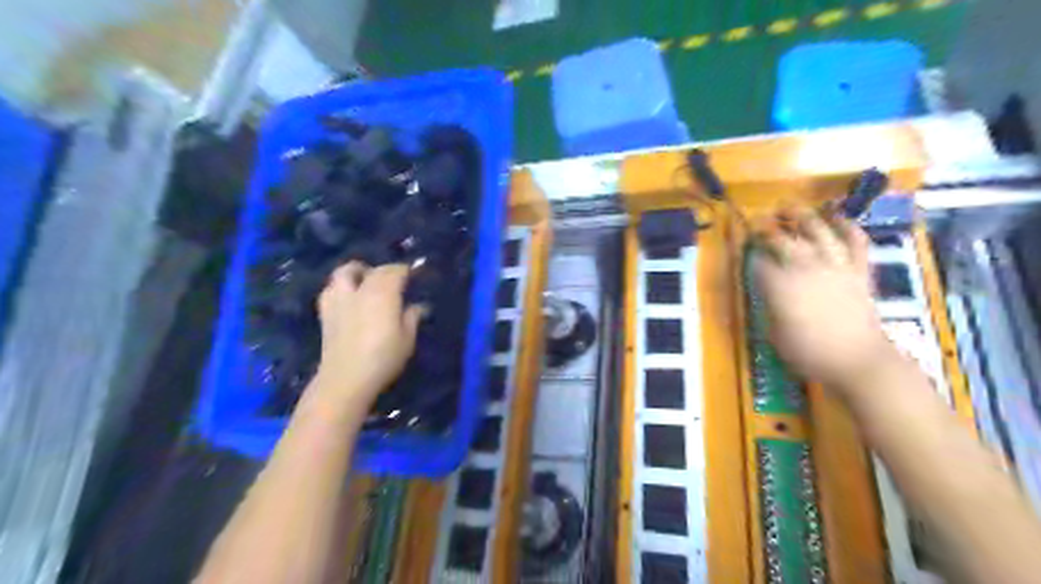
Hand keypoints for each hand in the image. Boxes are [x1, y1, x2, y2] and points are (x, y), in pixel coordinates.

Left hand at [312, 263, 422, 405]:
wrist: (345, 379)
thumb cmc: (383, 359)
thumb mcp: (407, 340)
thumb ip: (412, 318)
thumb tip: (418, 306)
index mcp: (383, 294)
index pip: (396, 271)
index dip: (406, 270)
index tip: (415, 274)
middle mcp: (360, 290)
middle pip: (373, 270)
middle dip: (386, 270)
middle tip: (396, 280)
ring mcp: (340, 299)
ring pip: (345, 271)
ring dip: (357, 271)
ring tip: (366, 280)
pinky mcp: (325, 311)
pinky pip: (331, 288)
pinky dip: (341, 286)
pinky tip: (349, 297)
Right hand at [754, 209, 898, 396]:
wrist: (857, 361)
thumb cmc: (808, 352)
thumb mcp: (773, 331)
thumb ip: (768, 303)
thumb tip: (766, 287)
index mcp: (780, 285)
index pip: (759, 261)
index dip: (750, 253)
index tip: (745, 249)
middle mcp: (805, 268)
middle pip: (783, 240)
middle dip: (767, 229)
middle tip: (758, 222)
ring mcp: (835, 266)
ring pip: (817, 231)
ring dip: (802, 216)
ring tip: (789, 205)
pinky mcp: (858, 270)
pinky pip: (855, 241)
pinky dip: (847, 226)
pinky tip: (837, 216)